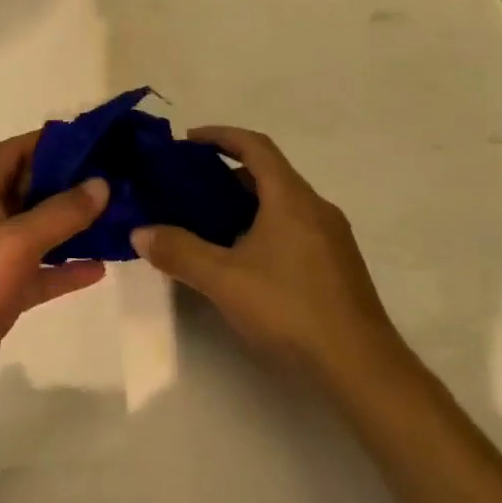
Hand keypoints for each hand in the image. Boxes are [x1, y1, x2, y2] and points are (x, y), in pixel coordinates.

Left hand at [0, 131, 108, 413]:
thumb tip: (101, 183)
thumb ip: (60, 212)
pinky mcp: (2, 295)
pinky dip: (66, 268)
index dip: (48, 140)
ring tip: (117, 218)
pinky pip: (41, 273)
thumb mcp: (16, 240)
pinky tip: (100, 268)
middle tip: (115, 177)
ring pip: (40, 232)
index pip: (14, 151)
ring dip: (73, 225)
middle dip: (69, 181)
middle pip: (31, 189)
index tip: (92, 139)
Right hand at [132, 127, 401, 384]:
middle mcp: (315, 207)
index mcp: (291, 197)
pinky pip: (294, 227)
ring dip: (246, 203)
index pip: (255, 146)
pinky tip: (244, 259)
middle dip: (227, 173)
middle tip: (189, 188)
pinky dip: (264, 226)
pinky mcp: (337, 264)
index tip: (188, 141)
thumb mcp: (223, 280)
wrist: (361, 366)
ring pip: (282, 203)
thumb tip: (140, 231)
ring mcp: (331, 237)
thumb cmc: (289, 309)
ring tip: (208, 223)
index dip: (220, 136)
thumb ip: (179, 252)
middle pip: (269, 173)